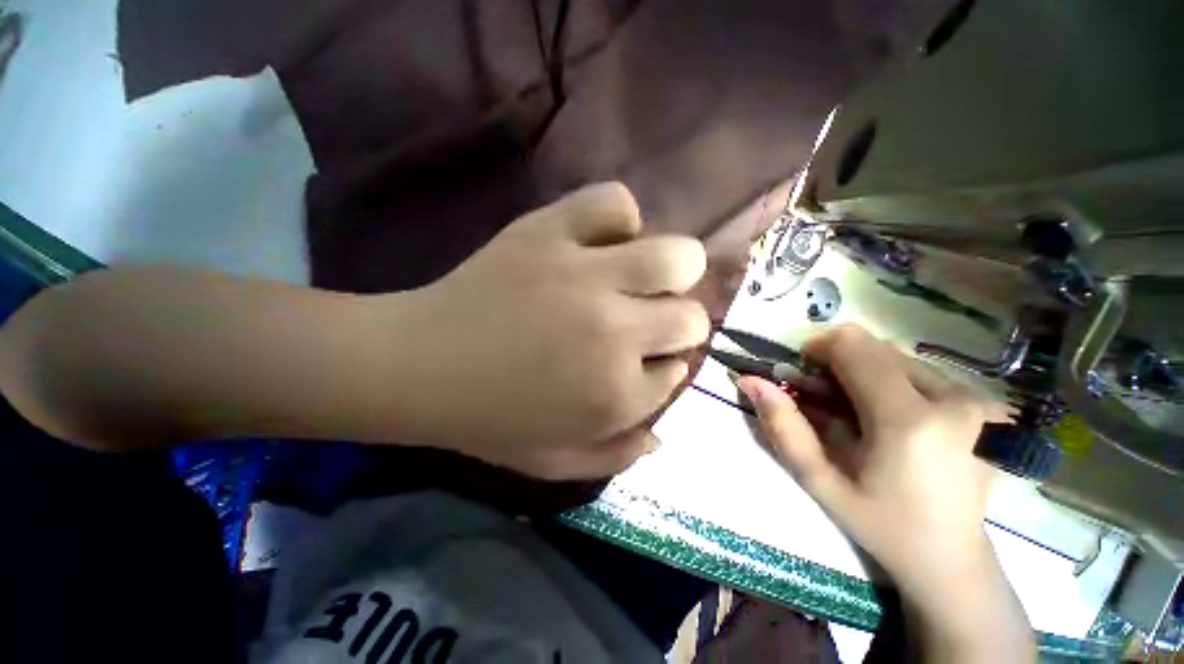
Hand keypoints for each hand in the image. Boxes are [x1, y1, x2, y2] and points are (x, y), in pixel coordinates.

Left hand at [401, 182, 708, 479]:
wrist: (417, 365)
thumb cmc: (488, 419)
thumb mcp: (554, 461)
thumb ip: (616, 455)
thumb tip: (660, 431)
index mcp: (615, 393)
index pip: (678, 372)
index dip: (663, 367)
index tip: (643, 363)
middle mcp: (614, 332)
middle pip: (691, 317)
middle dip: (678, 324)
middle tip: (649, 320)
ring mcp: (584, 274)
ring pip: (676, 256)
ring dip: (670, 271)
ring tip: (640, 278)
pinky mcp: (549, 231)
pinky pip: (614, 203)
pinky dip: (619, 220)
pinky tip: (601, 242)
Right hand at [739, 325, 1033, 660]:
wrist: (952, 557)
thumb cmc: (879, 523)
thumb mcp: (819, 481)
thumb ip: (782, 426)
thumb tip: (750, 381)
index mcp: (908, 422)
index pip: (853, 346)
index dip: (818, 349)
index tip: (804, 375)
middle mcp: (952, 400)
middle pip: (874, 346)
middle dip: (839, 364)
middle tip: (827, 401)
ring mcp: (976, 400)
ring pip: (896, 356)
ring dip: (864, 374)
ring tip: (860, 414)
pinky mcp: (986, 405)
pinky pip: (920, 371)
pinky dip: (891, 383)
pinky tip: (891, 420)